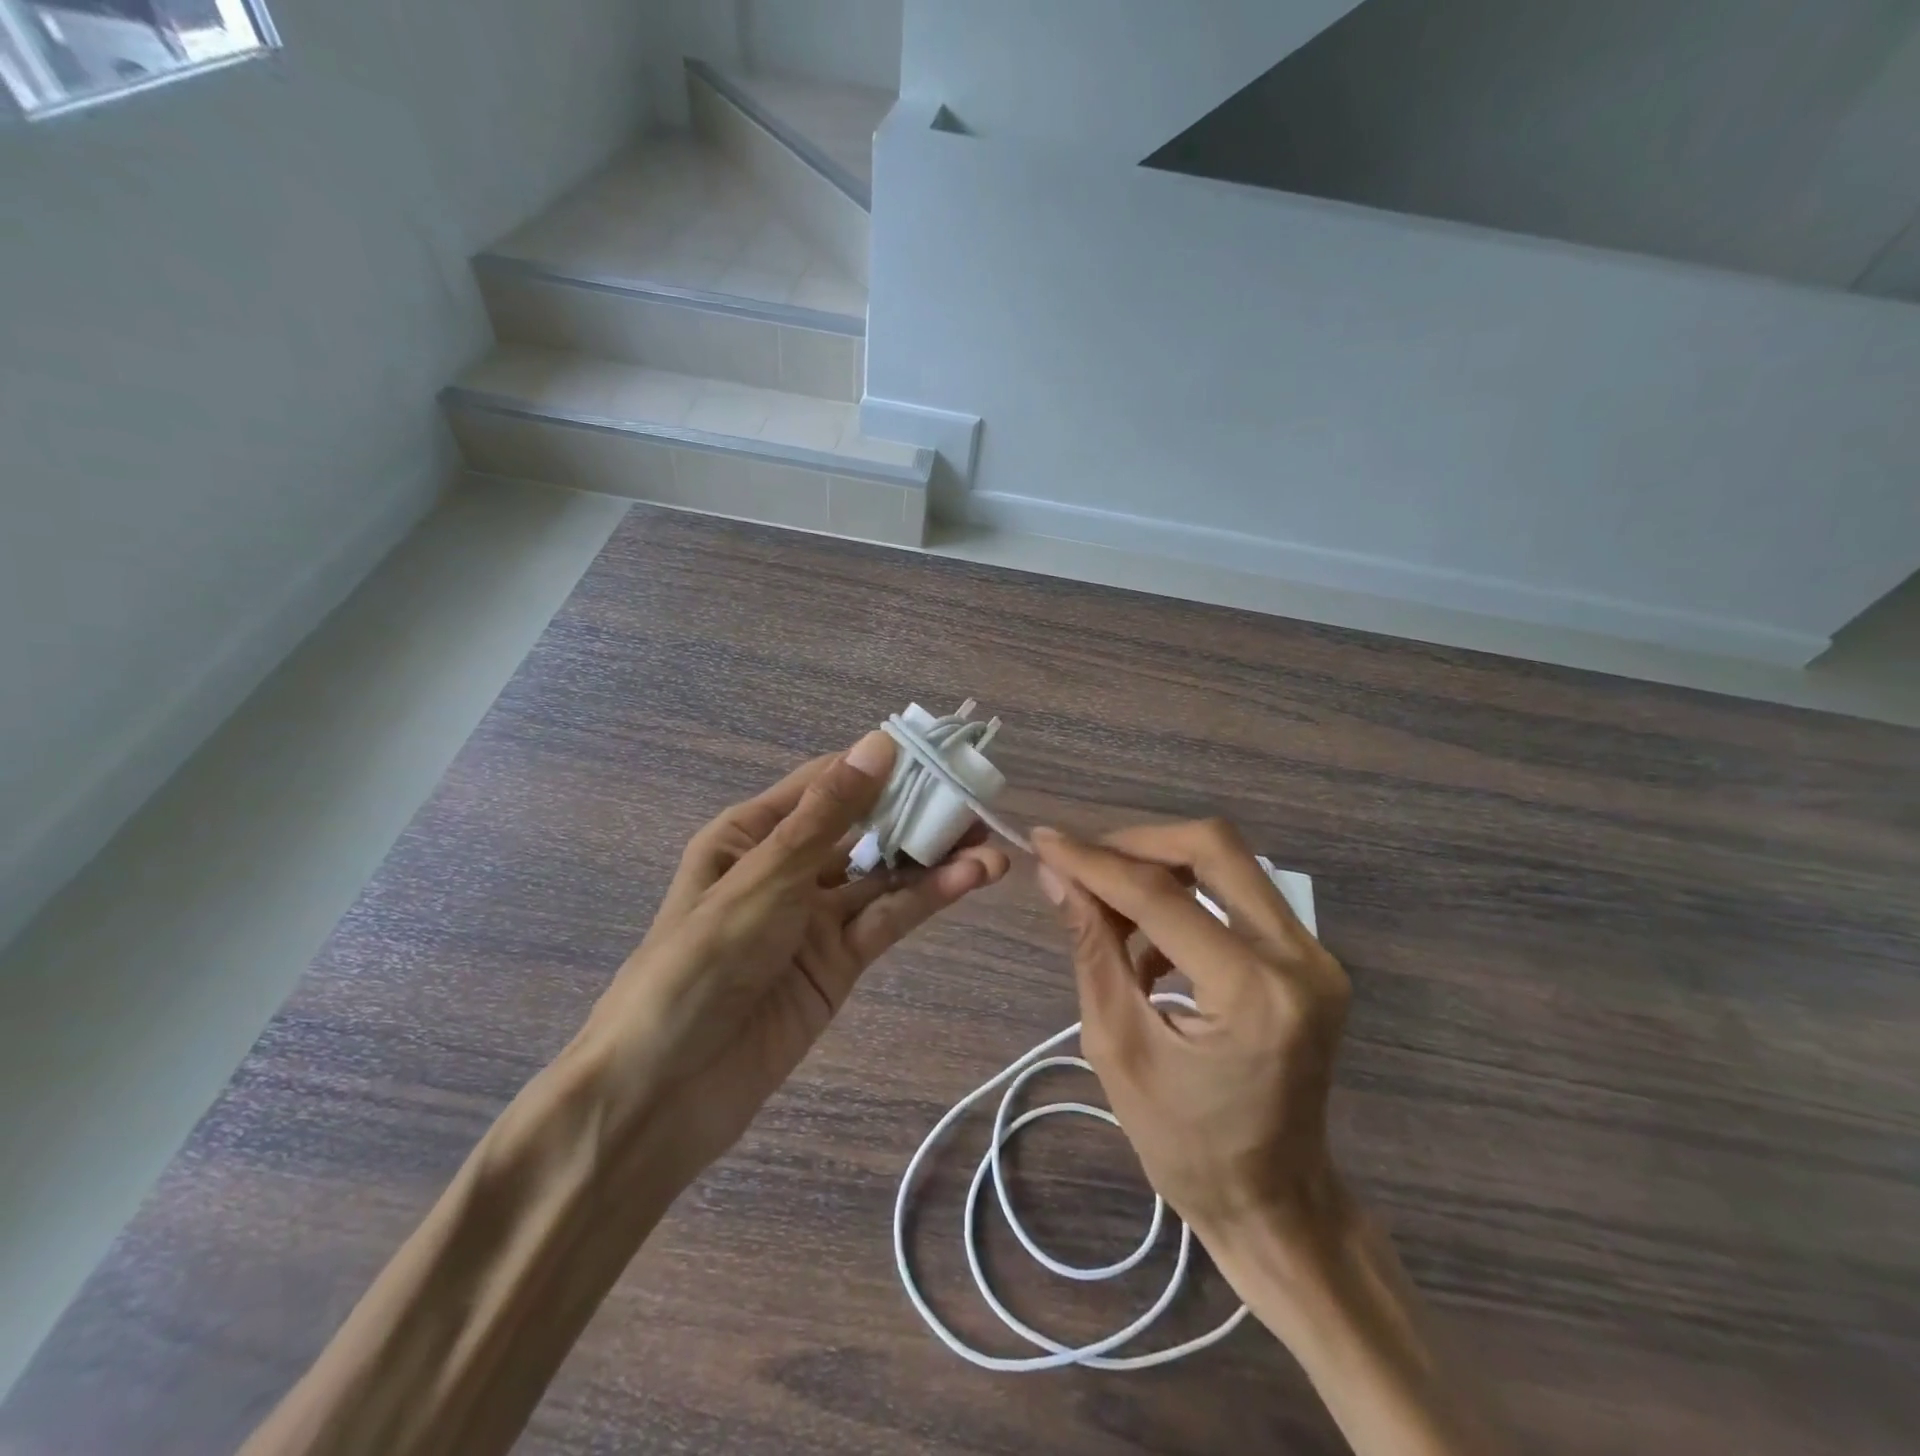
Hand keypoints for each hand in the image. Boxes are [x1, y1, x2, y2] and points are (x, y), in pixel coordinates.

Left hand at [577, 731, 1010, 1190]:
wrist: (664, 1092)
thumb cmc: (699, 964)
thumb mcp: (763, 878)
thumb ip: (827, 816)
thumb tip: (880, 744)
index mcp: (752, 833)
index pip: (827, 783)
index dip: (881, 765)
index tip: (939, 751)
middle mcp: (787, 866)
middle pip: (863, 828)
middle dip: (918, 813)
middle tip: (978, 802)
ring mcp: (816, 917)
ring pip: (884, 876)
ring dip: (934, 859)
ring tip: (992, 847)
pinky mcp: (839, 962)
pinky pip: (886, 920)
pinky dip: (925, 899)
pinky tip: (969, 881)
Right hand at [1030, 819, 1352, 1246]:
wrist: (1276, 1201)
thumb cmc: (1186, 1145)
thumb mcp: (1118, 1048)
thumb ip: (1091, 949)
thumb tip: (1056, 875)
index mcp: (1251, 993)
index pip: (1160, 896)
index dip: (1094, 861)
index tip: (1043, 839)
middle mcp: (1299, 958)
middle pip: (1214, 847)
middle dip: (1137, 843)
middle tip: (1082, 863)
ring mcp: (1315, 955)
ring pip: (1228, 863)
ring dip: (1159, 868)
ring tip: (1106, 910)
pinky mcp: (1310, 958)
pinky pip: (1239, 894)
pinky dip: (1185, 897)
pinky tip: (1147, 943)